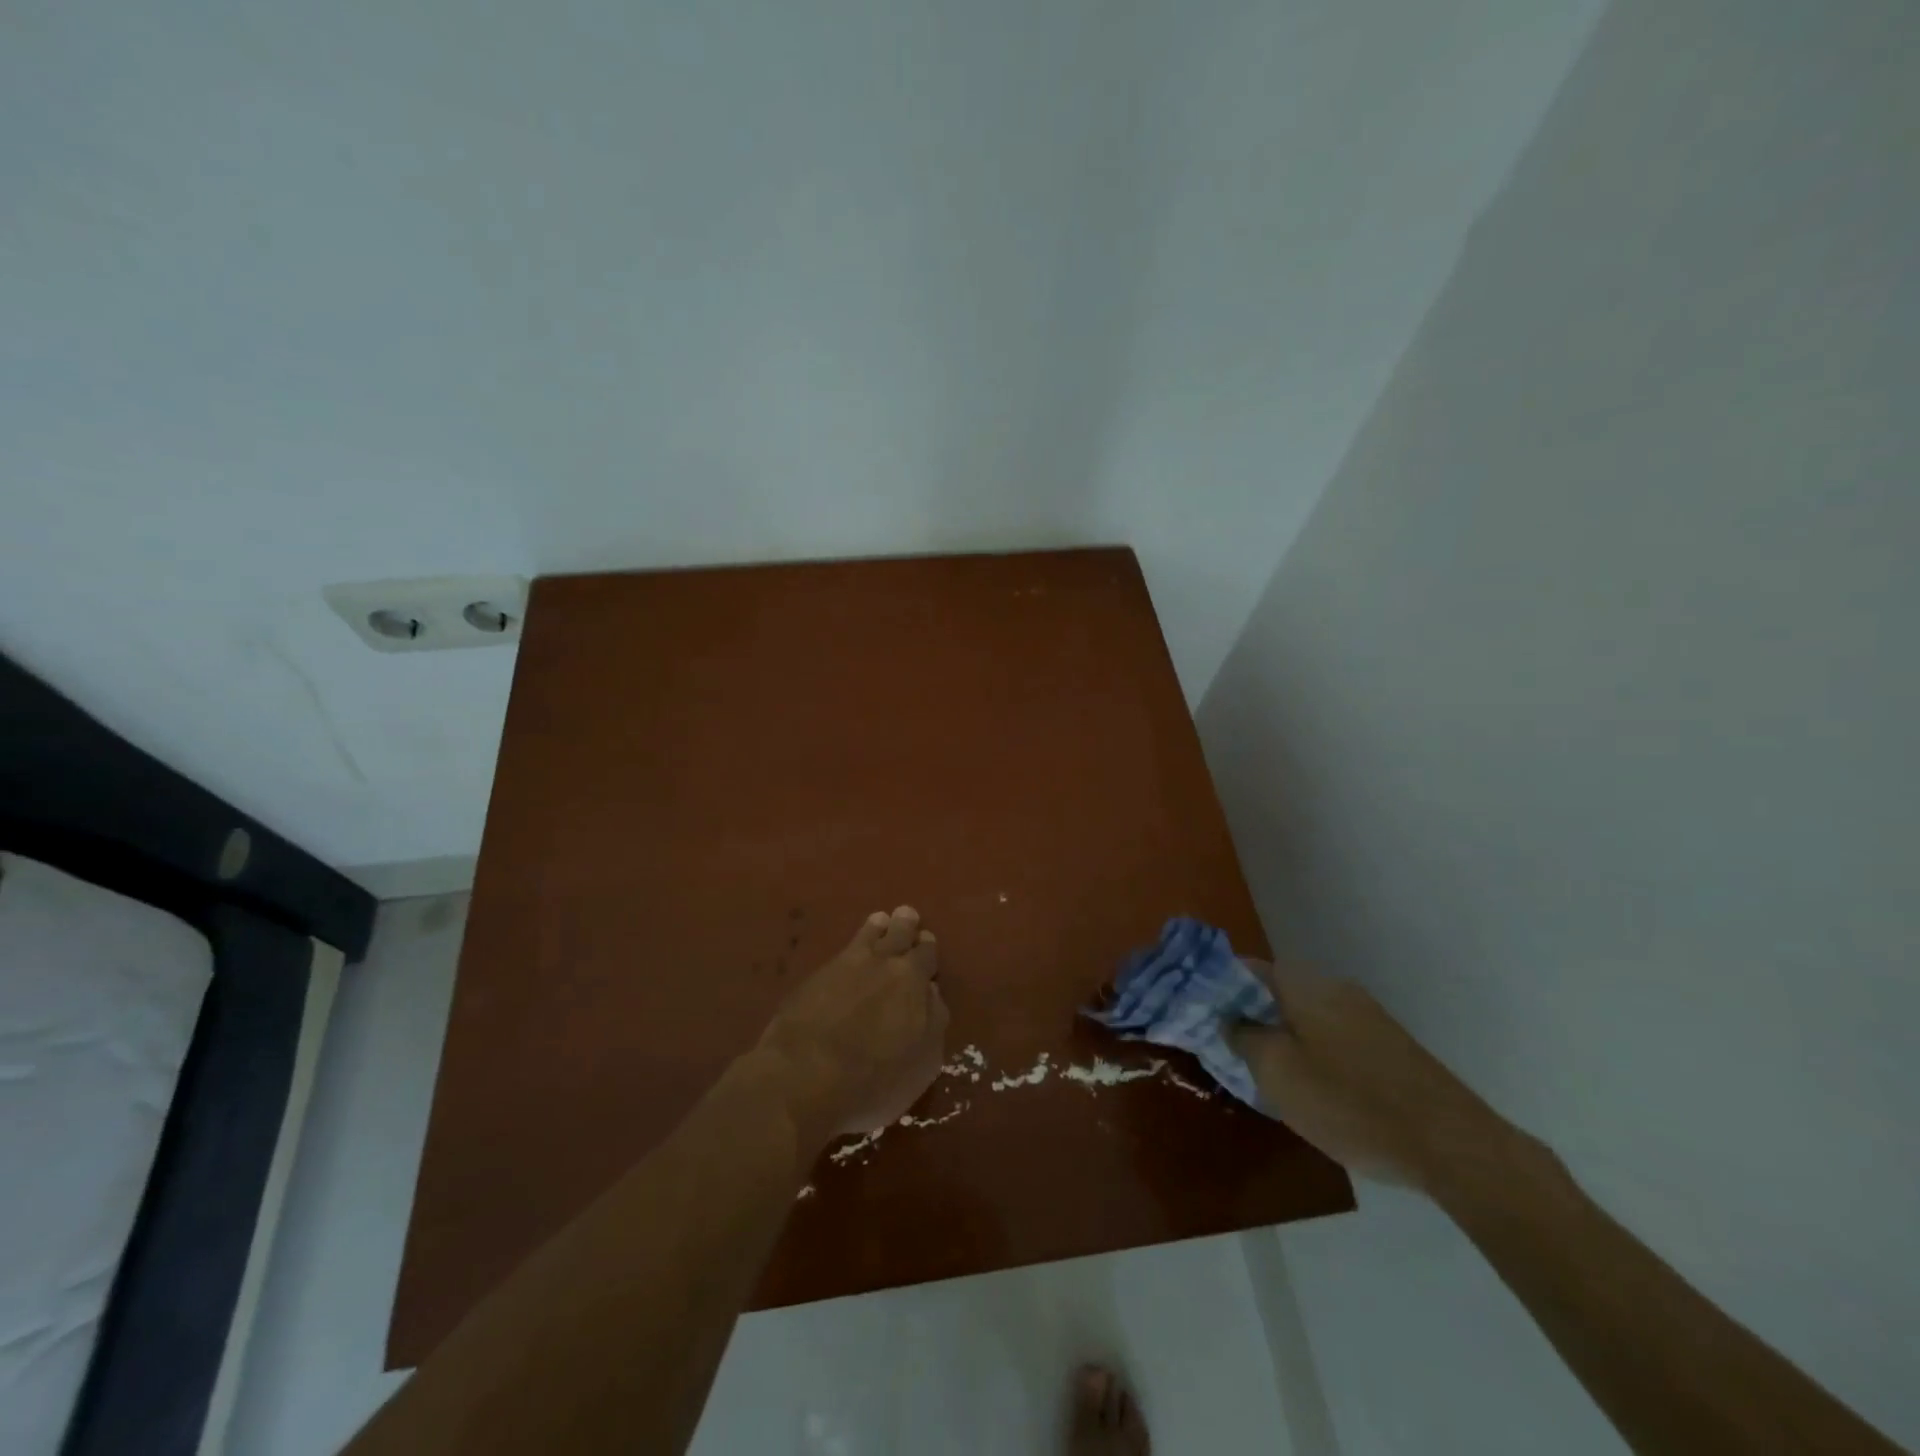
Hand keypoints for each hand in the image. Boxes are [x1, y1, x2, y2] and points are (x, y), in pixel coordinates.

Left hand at [758, 906, 946, 1145]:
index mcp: (914, 981)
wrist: (805, 1077)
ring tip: (881, 920)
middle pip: (899, 935)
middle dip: (906, 926)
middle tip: (907, 916)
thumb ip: (933, 1023)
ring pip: (869, 934)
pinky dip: (852, 943)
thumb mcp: (922, 1064)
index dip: (928, 950)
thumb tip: (931, 994)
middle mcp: (884, 963)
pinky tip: (850, 949)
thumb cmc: (873, 1081)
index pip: (927, 955)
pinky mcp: (816, 975)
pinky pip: (842, 950)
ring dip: (878, 926)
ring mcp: (847, 965)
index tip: (926, 944)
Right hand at [1227, 961, 1514, 1190]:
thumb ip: (1241, 1037)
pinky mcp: (1383, 1041)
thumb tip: (1227, 1018)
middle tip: (1220, 1046)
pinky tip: (1304, 1084)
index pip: (1240, 967)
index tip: (1192, 1012)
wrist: (1452, 1145)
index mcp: (1301, 983)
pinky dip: (1305, 1048)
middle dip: (1242, 1012)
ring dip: (1274, 1033)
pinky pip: (1326, 1032)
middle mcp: (1331, 985)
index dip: (1211, 986)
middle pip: (1270, 988)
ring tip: (1256, 1070)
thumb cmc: (1351, 1103)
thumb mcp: (1277, 1073)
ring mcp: (1362, 1012)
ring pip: (1299, 1012)